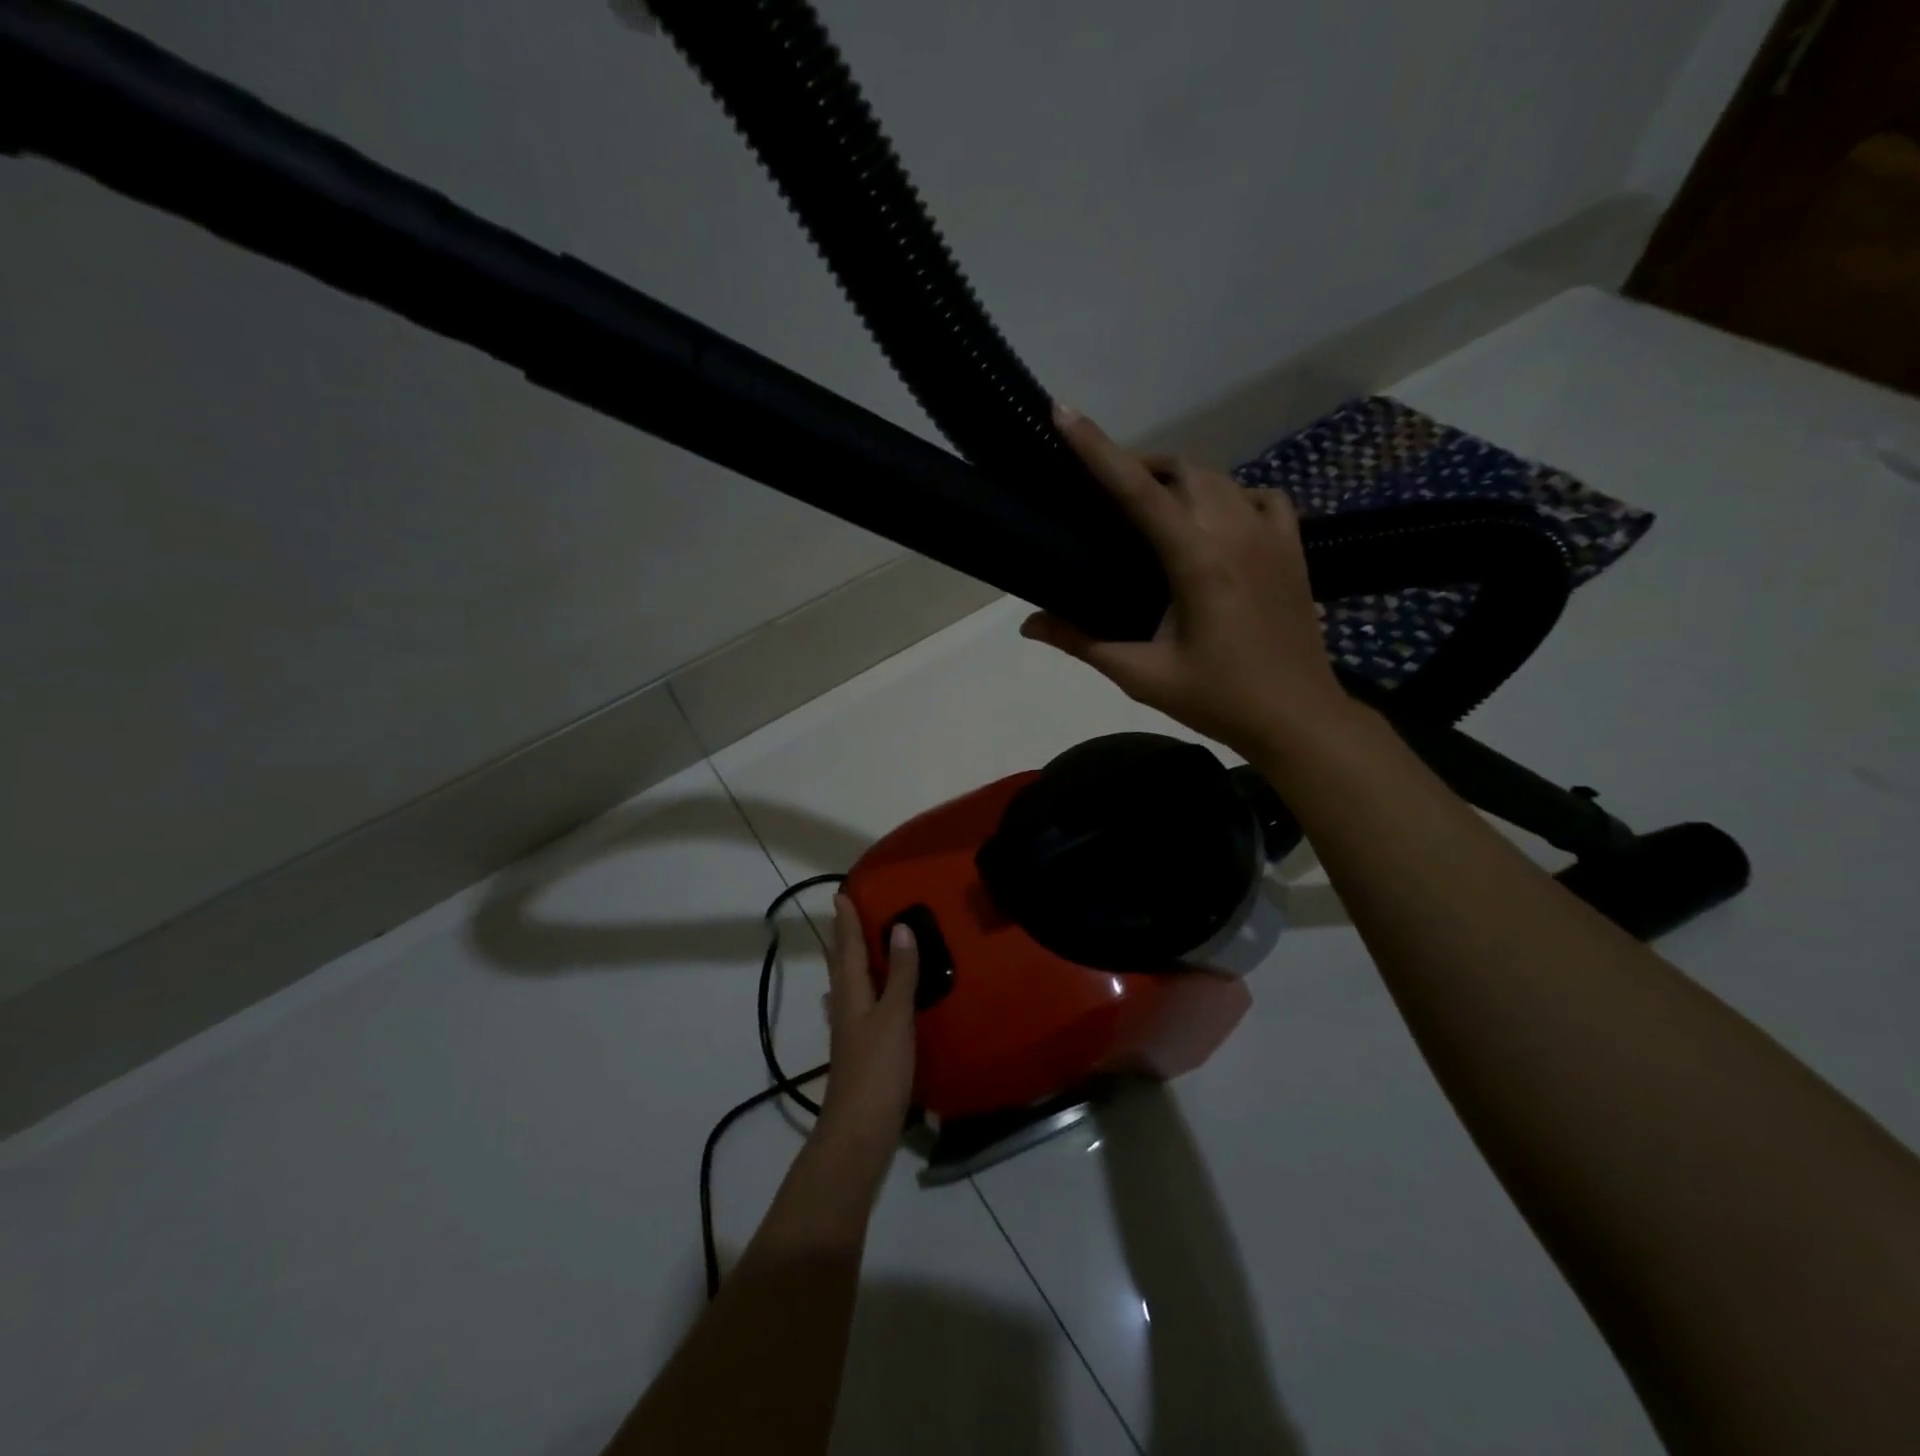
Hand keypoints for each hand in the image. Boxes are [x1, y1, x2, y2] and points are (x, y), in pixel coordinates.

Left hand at [814, 896, 917, 1162]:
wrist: (859, 1131)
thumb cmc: (877, 1069)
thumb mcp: (895, 1016)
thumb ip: (900, 974)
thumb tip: (899, 928)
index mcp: (851, 994)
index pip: (848, 948)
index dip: (846, 922)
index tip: (841, 895)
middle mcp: (845, 1007)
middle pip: (841, 964)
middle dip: (843, 938)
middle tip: (846, 913)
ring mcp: (850, 1032)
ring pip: (847, 985)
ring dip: (850, 962)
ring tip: (857, 947)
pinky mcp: (860, 1051)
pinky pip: (858, 1006)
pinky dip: (862, 990)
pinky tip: (867, 999)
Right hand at [1022, 404, 1353, 760]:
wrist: (1298, 718)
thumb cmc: (1218, 699)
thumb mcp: (1143, 675)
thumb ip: (1083, 642)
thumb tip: (1029, 624)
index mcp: (1197, 561)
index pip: (1138, 491)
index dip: (1098, 449)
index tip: (1064, 412)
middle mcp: (1236, 532)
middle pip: (1181, 469)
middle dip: (1139, 464)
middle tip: (1104, 491)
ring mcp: (1272, 535)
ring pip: (1218, 477)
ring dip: (1179, 479)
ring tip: (1151, 505)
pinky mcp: (1293, 547)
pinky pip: (1257, 496)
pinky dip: (1228, 495)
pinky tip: (1215, 521)